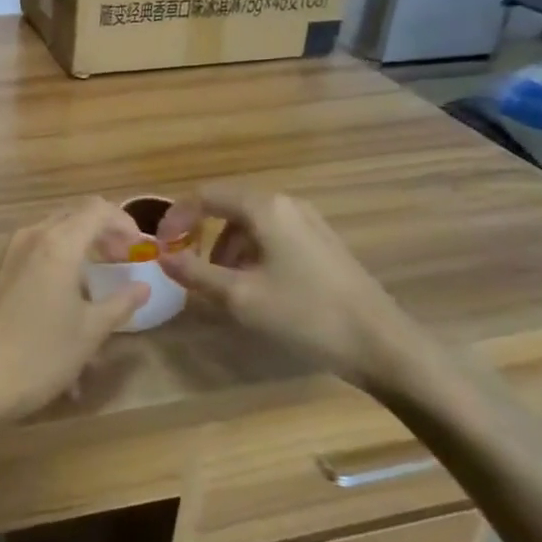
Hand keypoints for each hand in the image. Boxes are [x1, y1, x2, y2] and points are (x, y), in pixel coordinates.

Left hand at [0, 199, 147, 428]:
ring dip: (80, 248)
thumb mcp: (90, 331)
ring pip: (53, 234)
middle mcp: (31, 237)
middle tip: (124, 261)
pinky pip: (35, 252)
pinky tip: (67, 300)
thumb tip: (142, 287)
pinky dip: (57, 262)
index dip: (125, 223)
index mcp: (58, 243)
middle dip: (103, 233)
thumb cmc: (40, 354)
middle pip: (74, 216)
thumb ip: (120, 303)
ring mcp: (9, 252)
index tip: (141, 249)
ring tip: (97, 284)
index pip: (98, 209)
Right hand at [157, 187, 422, 391]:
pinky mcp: (322, 244)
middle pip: (227, 207)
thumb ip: (194, 272)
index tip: (159, 247)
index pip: (204, 196)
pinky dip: (250, 255)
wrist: (382, 345)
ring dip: (225, 248)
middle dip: (201, 234)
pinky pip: (272, 237)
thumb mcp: (239, 297)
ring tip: (221, 286)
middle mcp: (286, 204)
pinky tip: (254, 289)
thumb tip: (161, 256)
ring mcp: (309, 223)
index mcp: (264, 208)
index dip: (175, 218)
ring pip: (249, 224)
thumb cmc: (304, 315)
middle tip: (187, 267)